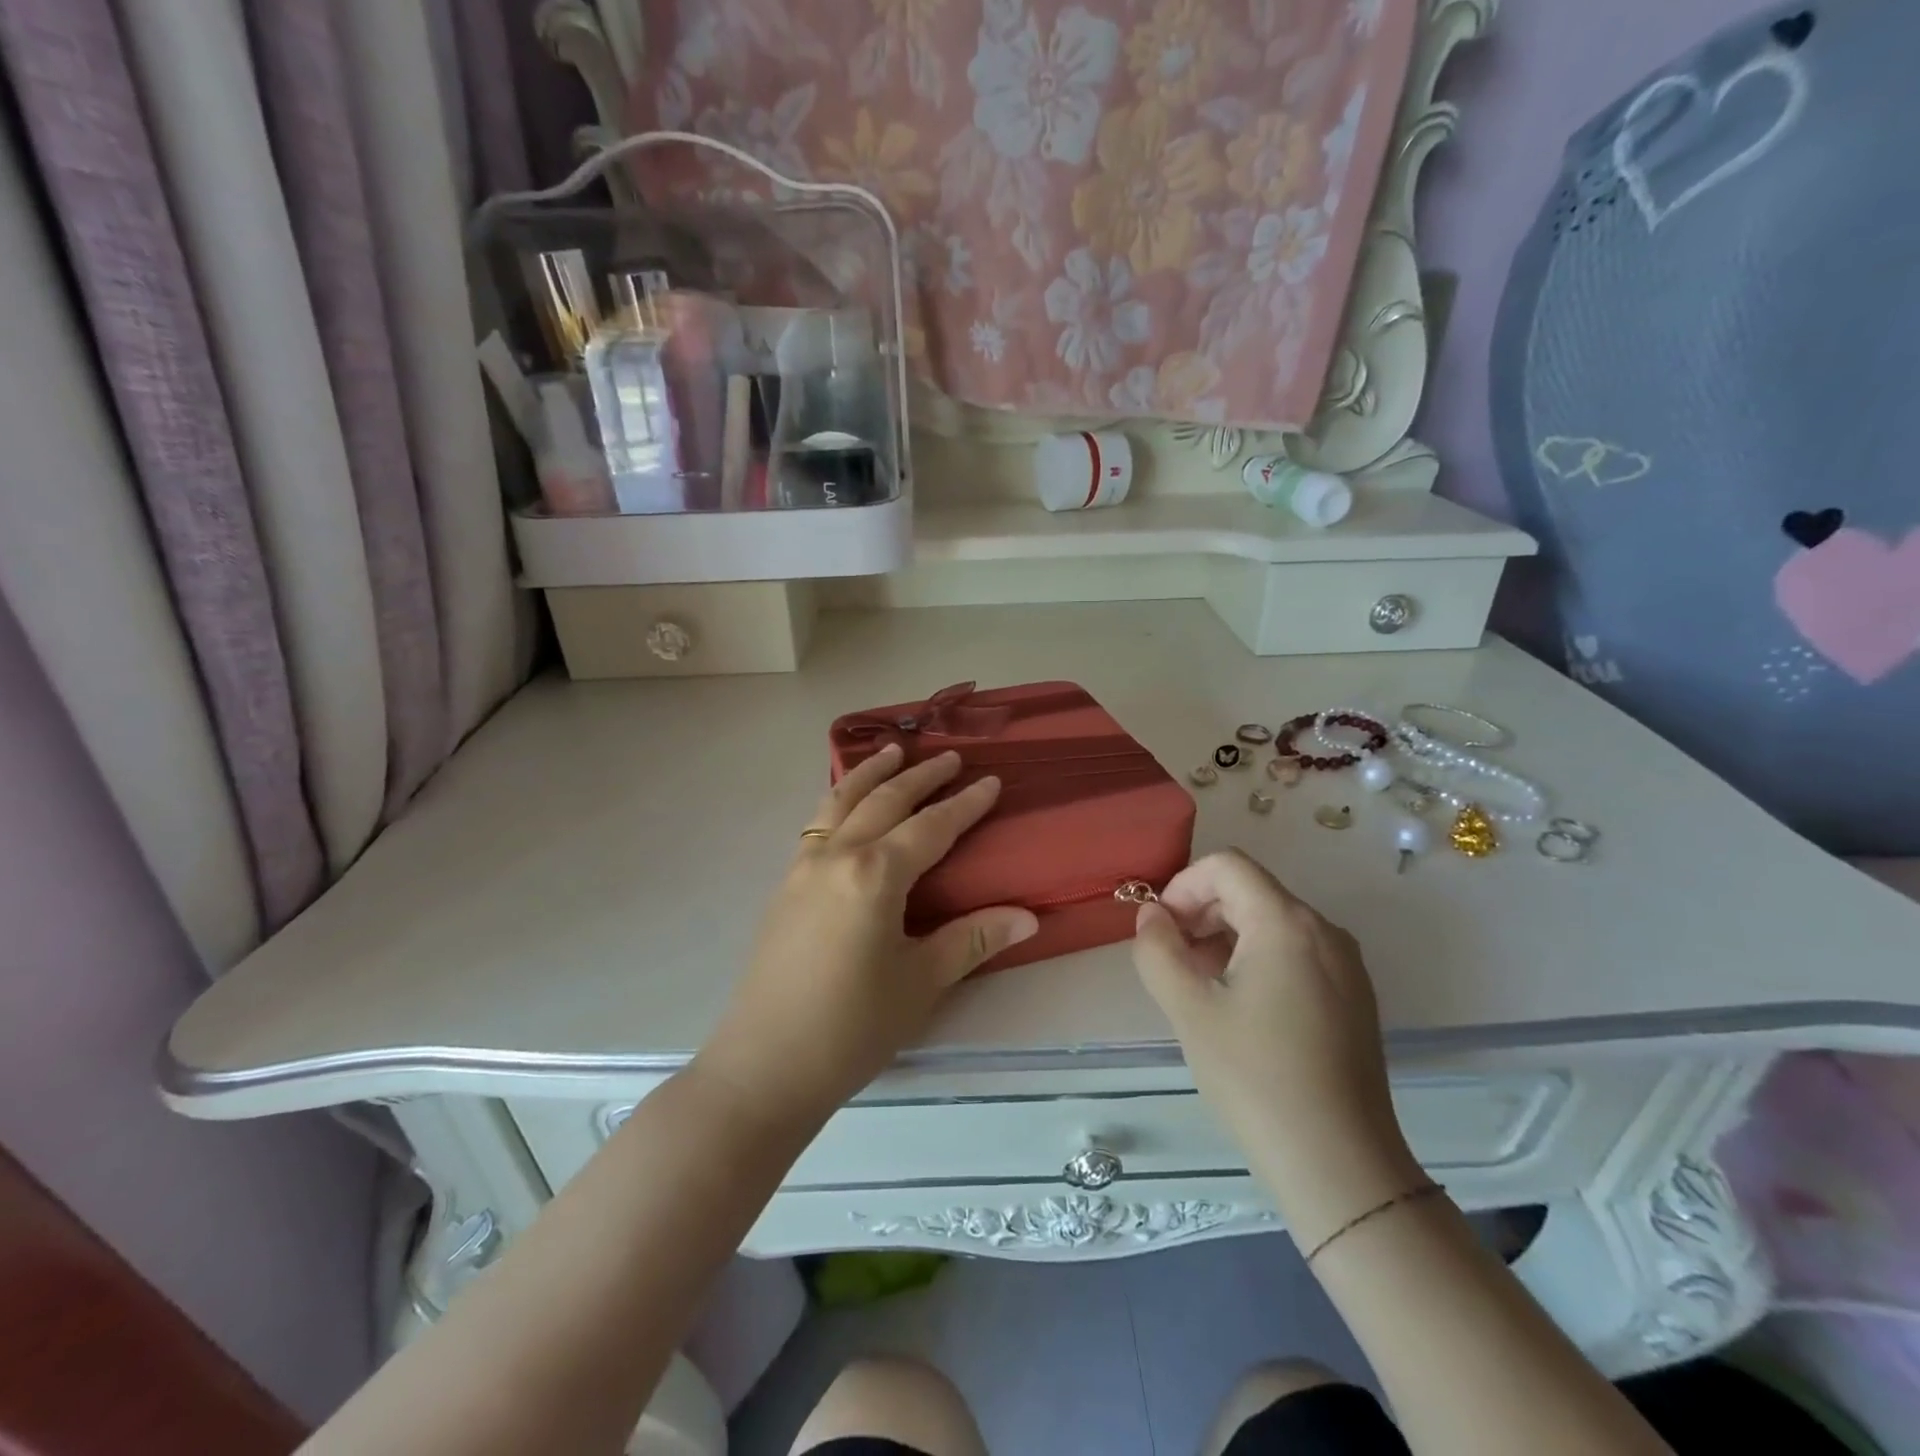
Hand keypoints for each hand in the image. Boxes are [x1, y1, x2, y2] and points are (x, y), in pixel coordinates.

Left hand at [695, 744, 1038, 1130]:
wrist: (765, 1065)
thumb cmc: (852, 1027)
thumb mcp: (921, 983)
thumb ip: (972, 940)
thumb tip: (1028, 916)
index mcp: (874, 874)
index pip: (930, 827)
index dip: (964, 804)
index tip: (990, 780)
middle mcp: (836, 856)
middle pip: (884, 801)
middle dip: (920, 775)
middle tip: (949, 756)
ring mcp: (802, 868)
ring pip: (839, 802)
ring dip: (870, 774)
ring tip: (891, 752)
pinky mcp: (784, 886)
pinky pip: (817, 823)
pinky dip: (839, 799)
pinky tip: (846, 806)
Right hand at [1132, 850, 1423, 1246]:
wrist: (1339, 1165)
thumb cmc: (1254, 1076)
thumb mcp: (1188, 1008)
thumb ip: (1157, 949)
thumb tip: (1152, 916)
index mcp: (1287, 922)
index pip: (1226, 866)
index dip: (1182, 886)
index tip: (1160, 931)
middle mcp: (1324, 930)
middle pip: (1249, 891)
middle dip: (1200, 914)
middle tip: (1172, 962)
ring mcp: (1346, 964)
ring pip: (1271, 923)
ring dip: (1224, 939)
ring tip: (1199, 989)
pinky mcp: (1353, 996)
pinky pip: (1295, 953)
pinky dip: (1256, 960)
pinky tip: (1238, 1009)